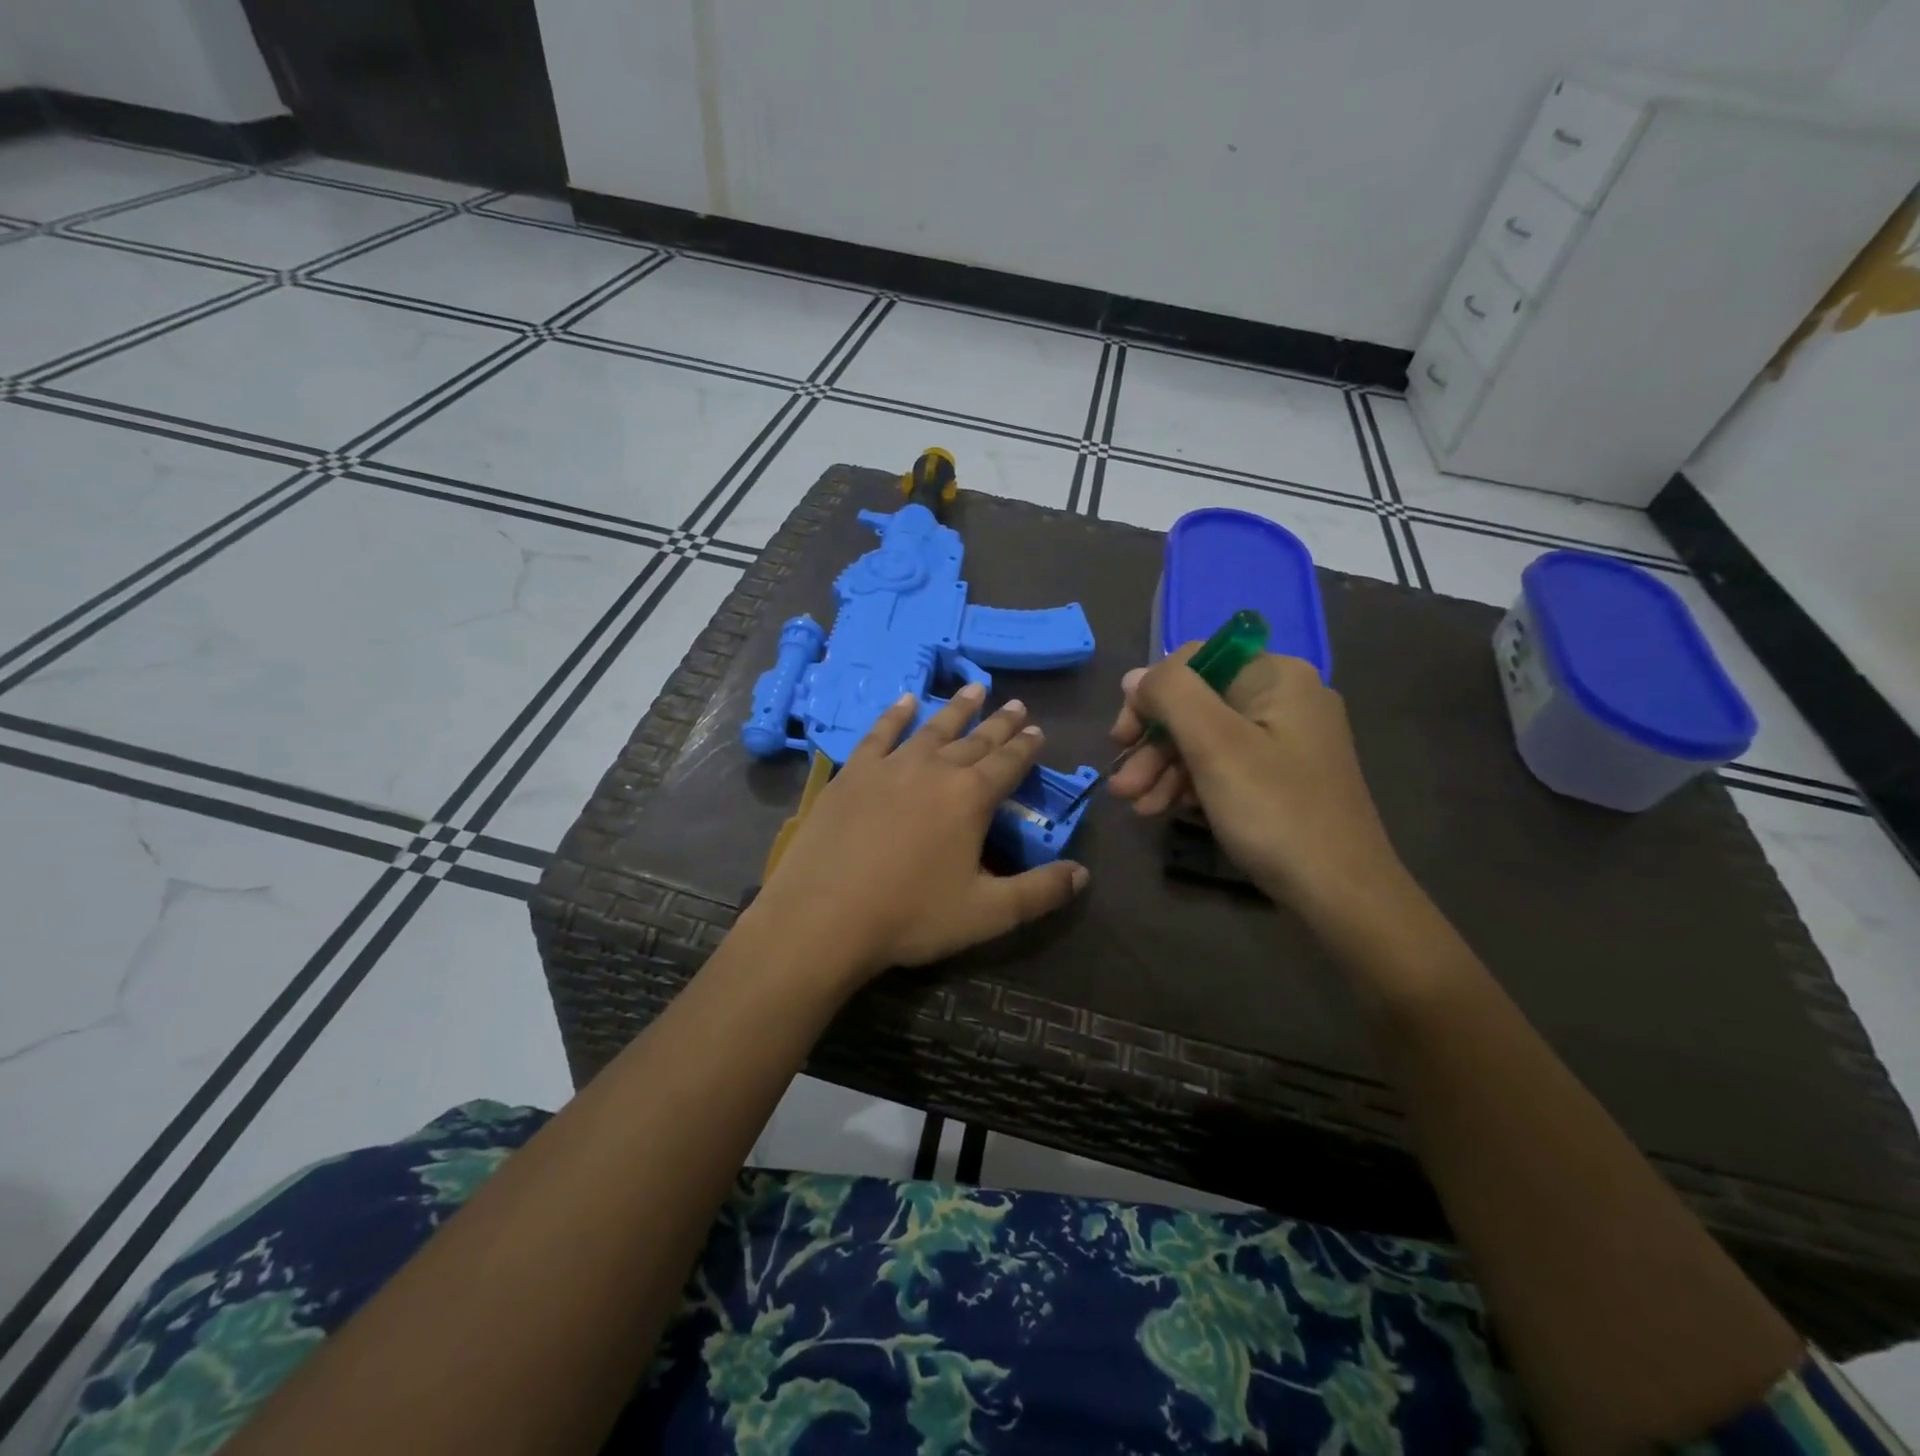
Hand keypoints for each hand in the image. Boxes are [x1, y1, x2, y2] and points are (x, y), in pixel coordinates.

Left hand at [748, 682, 1088, 982]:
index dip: (1026, 747)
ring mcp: (891, 766)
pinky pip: (880, 734)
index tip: (1037, 730)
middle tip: (1017, 705)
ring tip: (975, 688)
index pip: (1009, 763)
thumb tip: (1084, 874)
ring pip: (933, 728)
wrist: (824, 915)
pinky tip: (906, 700)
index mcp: (971, 797)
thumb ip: (1040, 892)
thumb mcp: (987, 913)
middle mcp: (935, 769)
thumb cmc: (911, 915)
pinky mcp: (853, 773)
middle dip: (1000, 723)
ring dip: (957, 708)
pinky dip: (895, 715)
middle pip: (976, 740)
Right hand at [1108, 647, 1406, 927]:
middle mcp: (1283, 698)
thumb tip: (1135, 676)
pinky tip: (1164, 810)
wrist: (1341, 893)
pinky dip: (1190, 784)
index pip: (1192, 662)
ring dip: (1163, 769)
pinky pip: (1224, 764)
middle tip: (1122, 787)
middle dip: (1153, 745)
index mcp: (1276, 677)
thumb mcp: (1215, 746)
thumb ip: (1171, 696)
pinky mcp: (1281, 775)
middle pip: (1196, 704)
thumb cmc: (1275, 811)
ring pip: (1205, 739)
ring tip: (1136, 806)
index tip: (1121, 739)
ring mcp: (1285, 739)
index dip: (1149, 696)